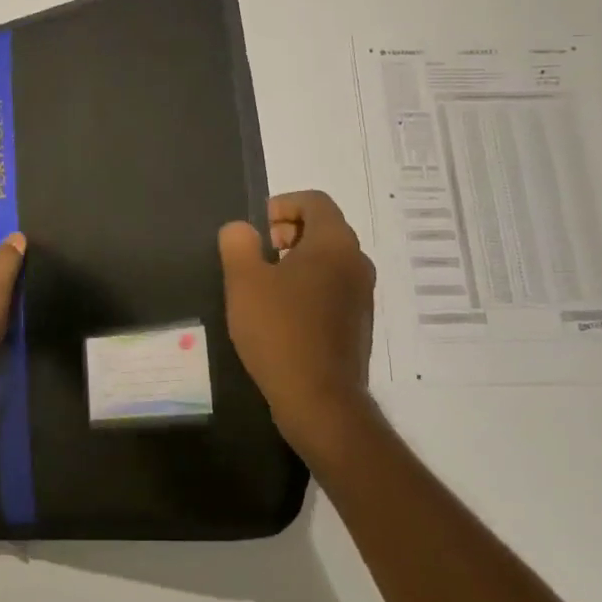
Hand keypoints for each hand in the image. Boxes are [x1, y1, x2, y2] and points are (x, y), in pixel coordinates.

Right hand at [219, 190, 376, 446]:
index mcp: (335, 243)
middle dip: (287, 233)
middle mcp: (357, 262)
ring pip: (329, 260)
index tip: (257, 230)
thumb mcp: (244, 281)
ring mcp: (362, 295)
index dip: (282, 205)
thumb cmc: (280, 331)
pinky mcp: (359, 324)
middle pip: (324, 228)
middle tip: (258, 256)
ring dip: (297, 262)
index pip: (315, 201)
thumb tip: (243, 230)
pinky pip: (333, 288)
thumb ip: (238, 243)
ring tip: (265, 287)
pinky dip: (309, 287)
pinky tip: (282, 316)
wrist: (320, 400)